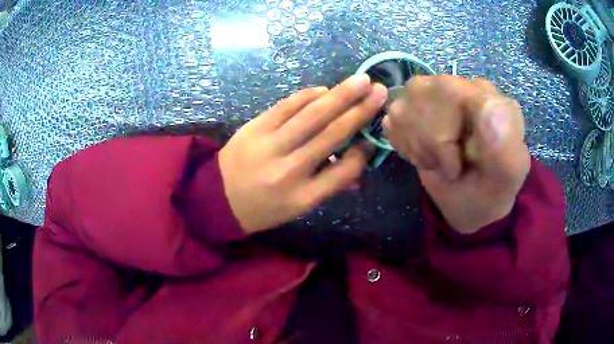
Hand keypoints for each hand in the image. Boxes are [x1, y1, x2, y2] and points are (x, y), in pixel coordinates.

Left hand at [219, 75, 386, 232]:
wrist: (217, 198)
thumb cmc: (262, 208)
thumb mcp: (297, 208)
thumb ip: (329, 186)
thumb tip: (359, 164)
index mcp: (302, 197)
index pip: (343, 170)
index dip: (363, 152)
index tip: (373, 137)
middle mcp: (289, 170)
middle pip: (331, 134)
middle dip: (359, 110)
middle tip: (380, 91)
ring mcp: (269, 145)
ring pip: (311, 115)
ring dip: (340, 95)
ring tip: (361, 80)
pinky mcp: (254, 127)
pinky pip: (286, 106)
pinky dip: (308, 95)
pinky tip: (325, 89)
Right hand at [384, 76, 529, 233]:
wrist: (473, 204)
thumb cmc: (492, 189)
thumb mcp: (508, 170)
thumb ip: (505, 138)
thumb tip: (488, 104)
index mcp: (484, 93)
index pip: (446, 90)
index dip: (442, 136)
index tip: (456, 167)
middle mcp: (457, 86)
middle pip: (417, 93)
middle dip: (428, 141)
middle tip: (447, 164)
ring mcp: (433, 96)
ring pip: (400, 107)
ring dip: (416, 146)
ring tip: (437, 160)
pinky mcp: (414, 111)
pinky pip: (391, 120)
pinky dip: (404, 146)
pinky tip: (425, 154)